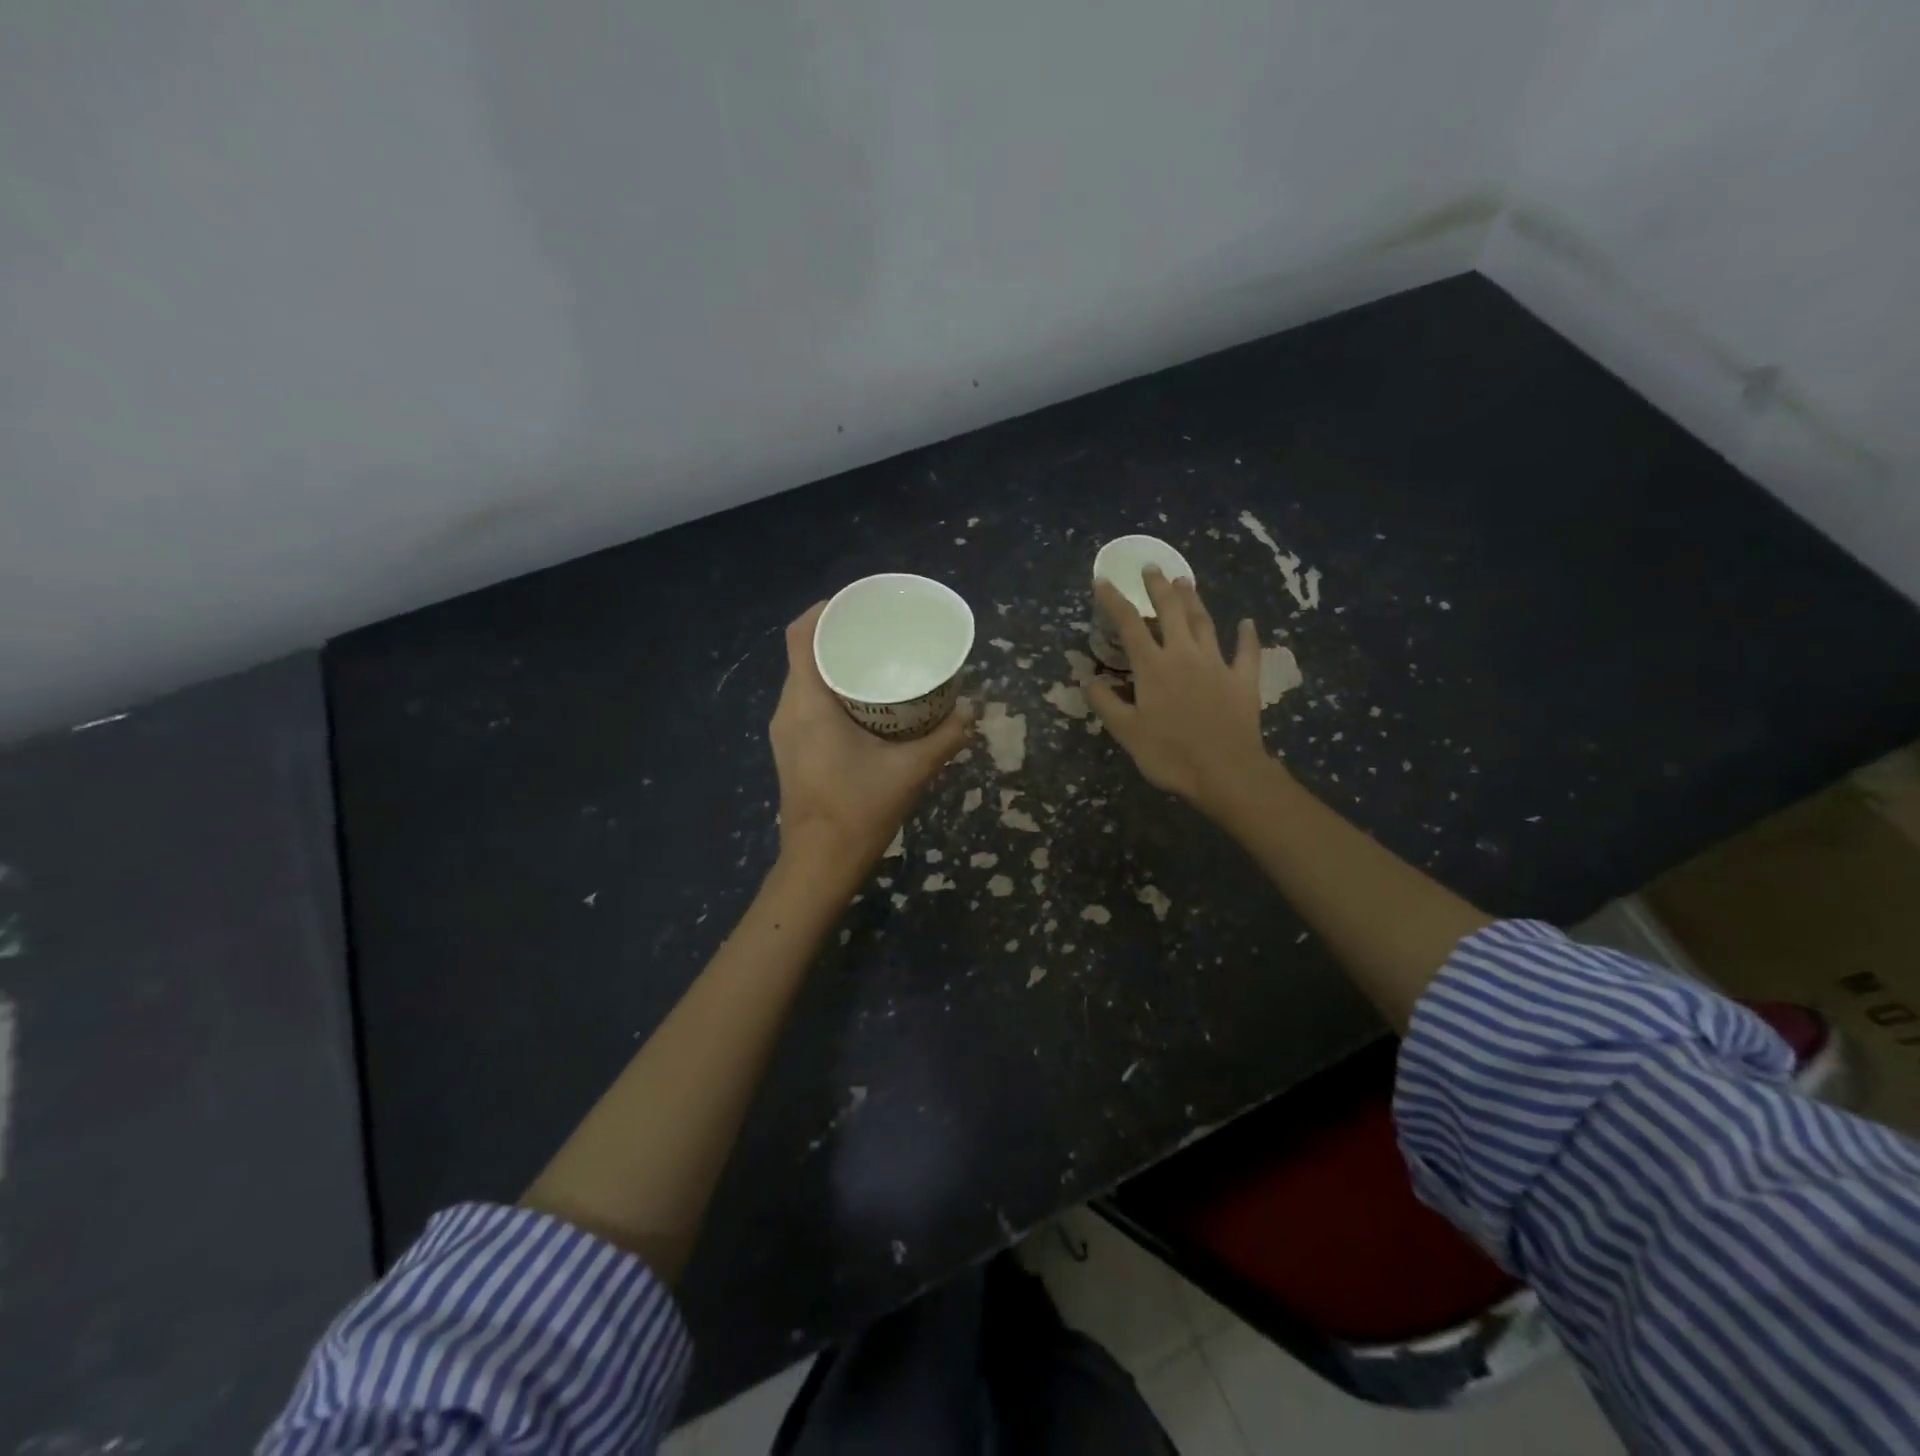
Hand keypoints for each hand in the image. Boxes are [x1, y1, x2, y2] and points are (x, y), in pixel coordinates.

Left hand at [770, 603, 973, 880]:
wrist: (819, 864)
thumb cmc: (859, 811)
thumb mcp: (911, 771)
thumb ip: (946, 737)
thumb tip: (973, 709)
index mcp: (808, 704)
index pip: (801, 635)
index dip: (825, 609)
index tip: (859, 602)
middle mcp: (788, 709)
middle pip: (804, 653)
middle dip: (839, 635)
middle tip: (880, 631)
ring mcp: (785, 731)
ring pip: (805, 679)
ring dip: (835, 663)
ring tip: (876, 660)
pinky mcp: (791, 748)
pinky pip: (806, 701)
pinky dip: (831, 689)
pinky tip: (865, 701)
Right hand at [1086, 569, 1274, 814]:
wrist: (1225, 772)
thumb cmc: (1169, 754)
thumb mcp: (1126, 732)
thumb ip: (1105, 703)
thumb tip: (1088, 679)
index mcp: (1153, 667)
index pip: (1129, 625)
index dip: (1114, 601)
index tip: (1103, 580)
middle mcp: (1184, 655)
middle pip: (1171, 611)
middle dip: (1159, 587)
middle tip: (1152, 567)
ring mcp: (1217, 664)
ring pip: (1204, 622)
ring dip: (1194, 600)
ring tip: (1186, 580)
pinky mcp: (1243, 680)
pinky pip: (1246, 652)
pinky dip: (1247, 636)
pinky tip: (1247, 623)